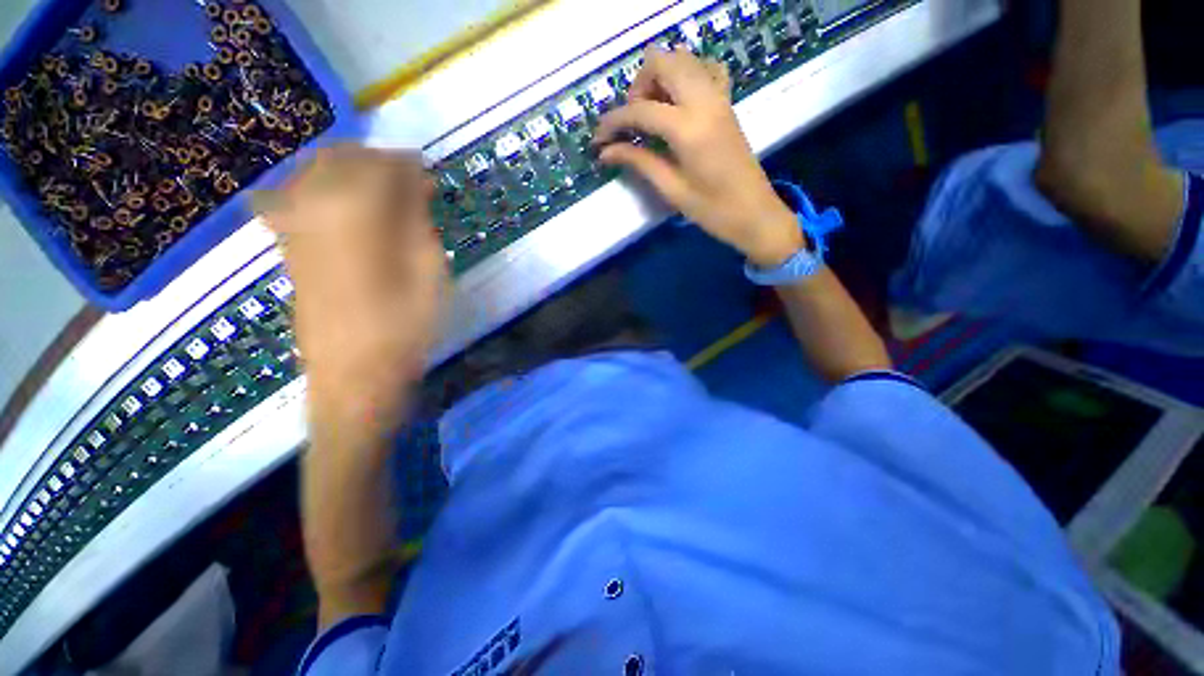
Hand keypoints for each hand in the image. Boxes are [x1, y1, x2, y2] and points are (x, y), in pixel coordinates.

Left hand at [255, 145, 448, 438]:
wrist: (355, 374)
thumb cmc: (405, 326)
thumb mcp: (429, 272)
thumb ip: (418, 221)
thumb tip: (412, 187)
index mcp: (353, 211)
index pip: (380, 164)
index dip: (408, 165)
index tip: (429, 176)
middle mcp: (312, 207)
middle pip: (340, 158)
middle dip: (377, 162)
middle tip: (409, 182)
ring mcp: (293, 226)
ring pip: (315, 173)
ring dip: (352, 173)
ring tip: (382, 194)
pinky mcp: (288, 247)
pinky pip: (298, 197)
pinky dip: (326, 191)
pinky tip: (347, 209)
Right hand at [595, 46, 803, 266]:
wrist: (755, 213)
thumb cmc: (712, 210)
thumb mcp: (672, 189)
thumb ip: (639, 162)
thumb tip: (606, 152)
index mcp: (689, 128)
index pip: (640, 109)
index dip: (613, 122)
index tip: (598, 140)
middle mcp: (705, 101)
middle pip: (663, 62)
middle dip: (637, 87)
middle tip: (631, 123)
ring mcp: (719, 98)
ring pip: (683, 59)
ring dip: (659, 78)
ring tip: (651, 114)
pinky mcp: (727, 103)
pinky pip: (706, 69)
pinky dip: (686, 76)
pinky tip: (678, 103)